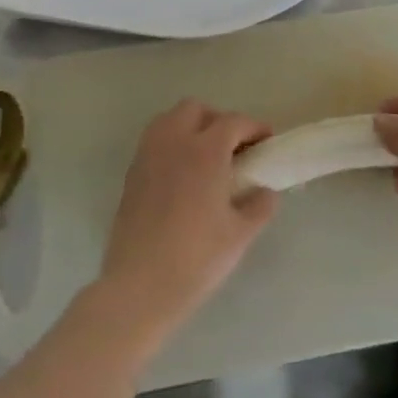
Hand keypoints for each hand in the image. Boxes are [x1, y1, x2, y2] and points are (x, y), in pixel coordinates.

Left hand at [98, 100, 279, 341]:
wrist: (139, 287)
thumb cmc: (196, 258)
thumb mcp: (240, 234)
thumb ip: (259, 205)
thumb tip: (264, 191)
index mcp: (204, 152)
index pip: (233, 122)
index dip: (254, 128)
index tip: (267, 142)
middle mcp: (172, 144)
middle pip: (195, 109)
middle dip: (218, 120)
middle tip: (234, 148)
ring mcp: (146, 158)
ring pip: (168, 121)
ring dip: (191, 128)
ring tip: (207, 159)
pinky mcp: (131, 176)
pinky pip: (154, 144)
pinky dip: (172, 146)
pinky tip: (184, 178)